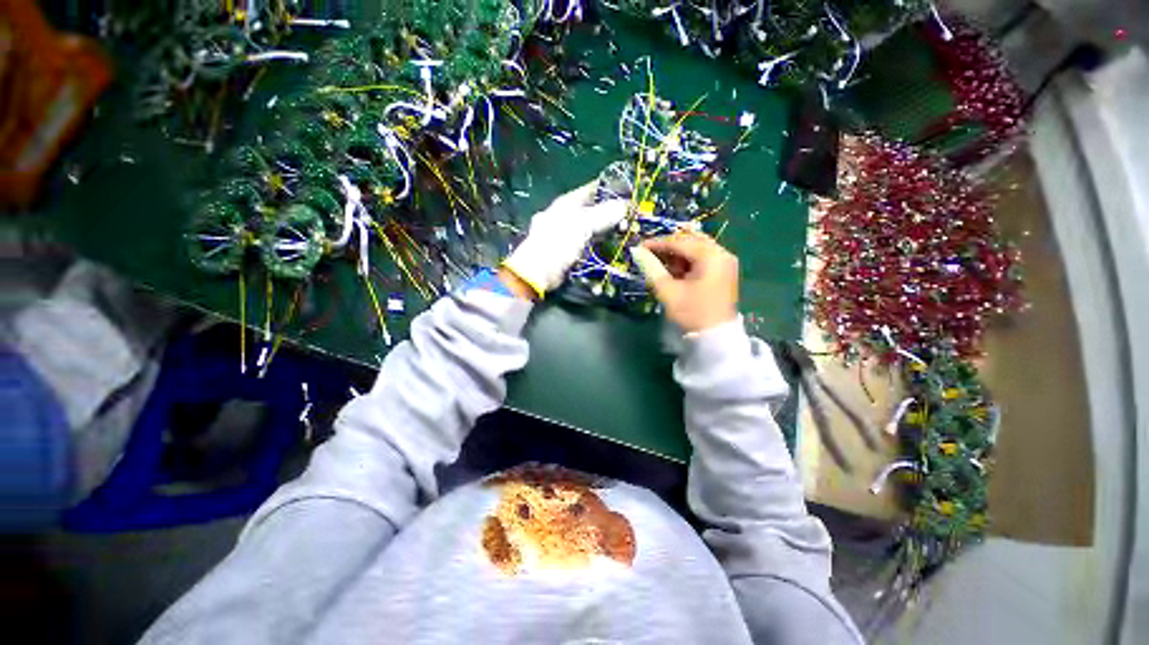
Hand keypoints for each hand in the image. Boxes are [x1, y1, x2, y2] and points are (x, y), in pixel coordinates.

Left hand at [503, 181, 627, 297]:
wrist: (538, 272)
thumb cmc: (558, 242)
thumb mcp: (583, 225)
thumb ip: (604, 214)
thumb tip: (625, 205)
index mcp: (567, 203)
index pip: (592, 190)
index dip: (610, 190)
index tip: (630, 196)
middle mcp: (566, 216)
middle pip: (593, 210)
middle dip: (612, 215)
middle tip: (630, 221)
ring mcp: (566, 234)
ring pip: (592, 229)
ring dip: (607, 232)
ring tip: (625, 236)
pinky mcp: (568, 251)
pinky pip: (588, 244)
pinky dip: (599, 245)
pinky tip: (611, 249)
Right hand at [630, 231, 738, 332]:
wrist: (715, 339)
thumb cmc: (691, 313)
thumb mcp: (668, 291)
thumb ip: (652, 269)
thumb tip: (638, 253)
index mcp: (711, 256)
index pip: (680, 242)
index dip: (657, 243)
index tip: (639, 246)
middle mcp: (722, 254)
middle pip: (691, 241)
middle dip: (668, 246)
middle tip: (649, 252)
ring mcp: (725, 263)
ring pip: (697, 249)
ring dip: (677, 253)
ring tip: (658, 262)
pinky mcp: (723, 273)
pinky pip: (703, 259)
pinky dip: (687, 261)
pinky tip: (673, 269)